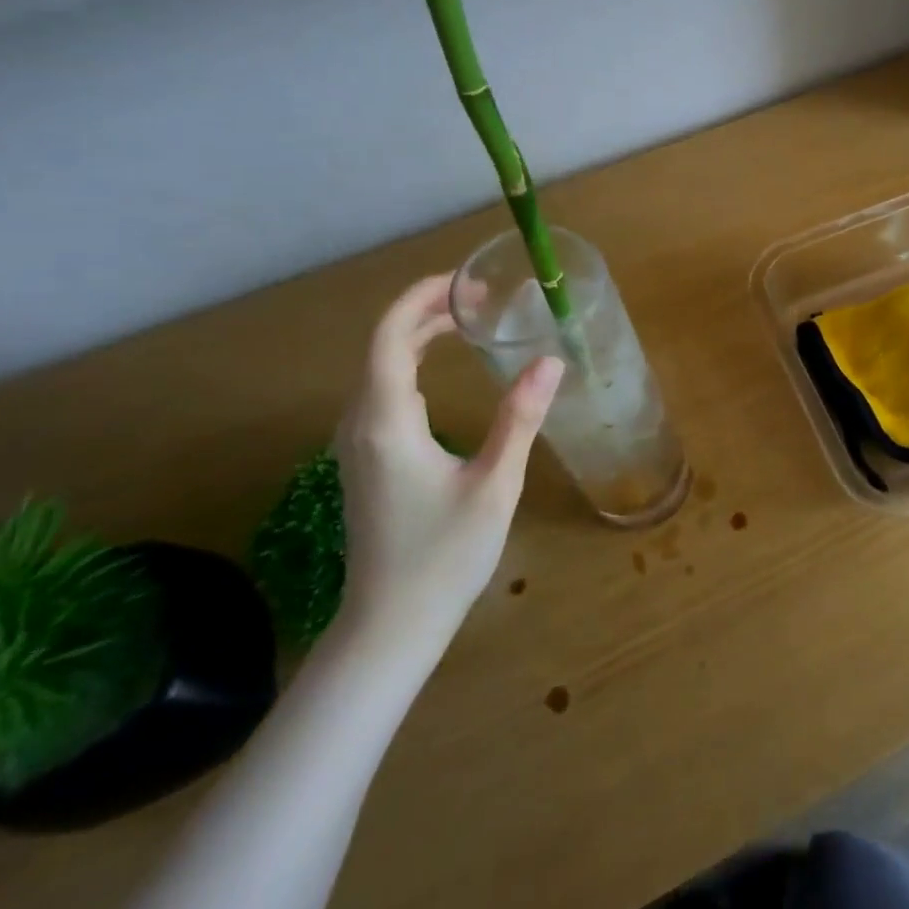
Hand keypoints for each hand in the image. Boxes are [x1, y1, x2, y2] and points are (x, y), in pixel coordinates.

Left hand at [332, 275, 562, 658]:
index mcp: (387, 422)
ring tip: (468, 325)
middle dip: (427, 313)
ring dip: (417, 338)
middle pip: (382, 347)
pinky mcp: (366, 462)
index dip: (421, 299)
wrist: (390, 625)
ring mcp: (357, 445)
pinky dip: (410, 367)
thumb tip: (550, 362)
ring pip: (379, 371)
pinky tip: (441, 374)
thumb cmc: (443, 555)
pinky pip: (382, 394)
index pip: (389, 337)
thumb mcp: (494, 484)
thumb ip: (520, 419)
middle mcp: (361, 425)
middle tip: (482, 301)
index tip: (466, 283)